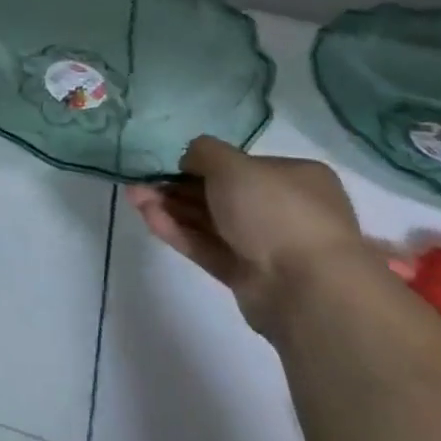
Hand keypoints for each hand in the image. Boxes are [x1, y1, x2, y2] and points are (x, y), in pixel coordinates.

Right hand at [125, 137, 372, 335]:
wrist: (306, 288)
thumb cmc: (276, 211)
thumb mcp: (234, 165)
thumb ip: (205, 152)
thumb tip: (190, 158)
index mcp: (295, 178)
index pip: (242, 165)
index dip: (203, 164)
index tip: (171, 164)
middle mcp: (283, 209)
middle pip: (221, 194)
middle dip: (178, 187)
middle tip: (141, 182)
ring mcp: (265, 245)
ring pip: (210, 222)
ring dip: (171, 208)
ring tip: (134, 197)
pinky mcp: (246, 276)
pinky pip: (208, 248)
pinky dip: (179, 232)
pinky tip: (148, 217)